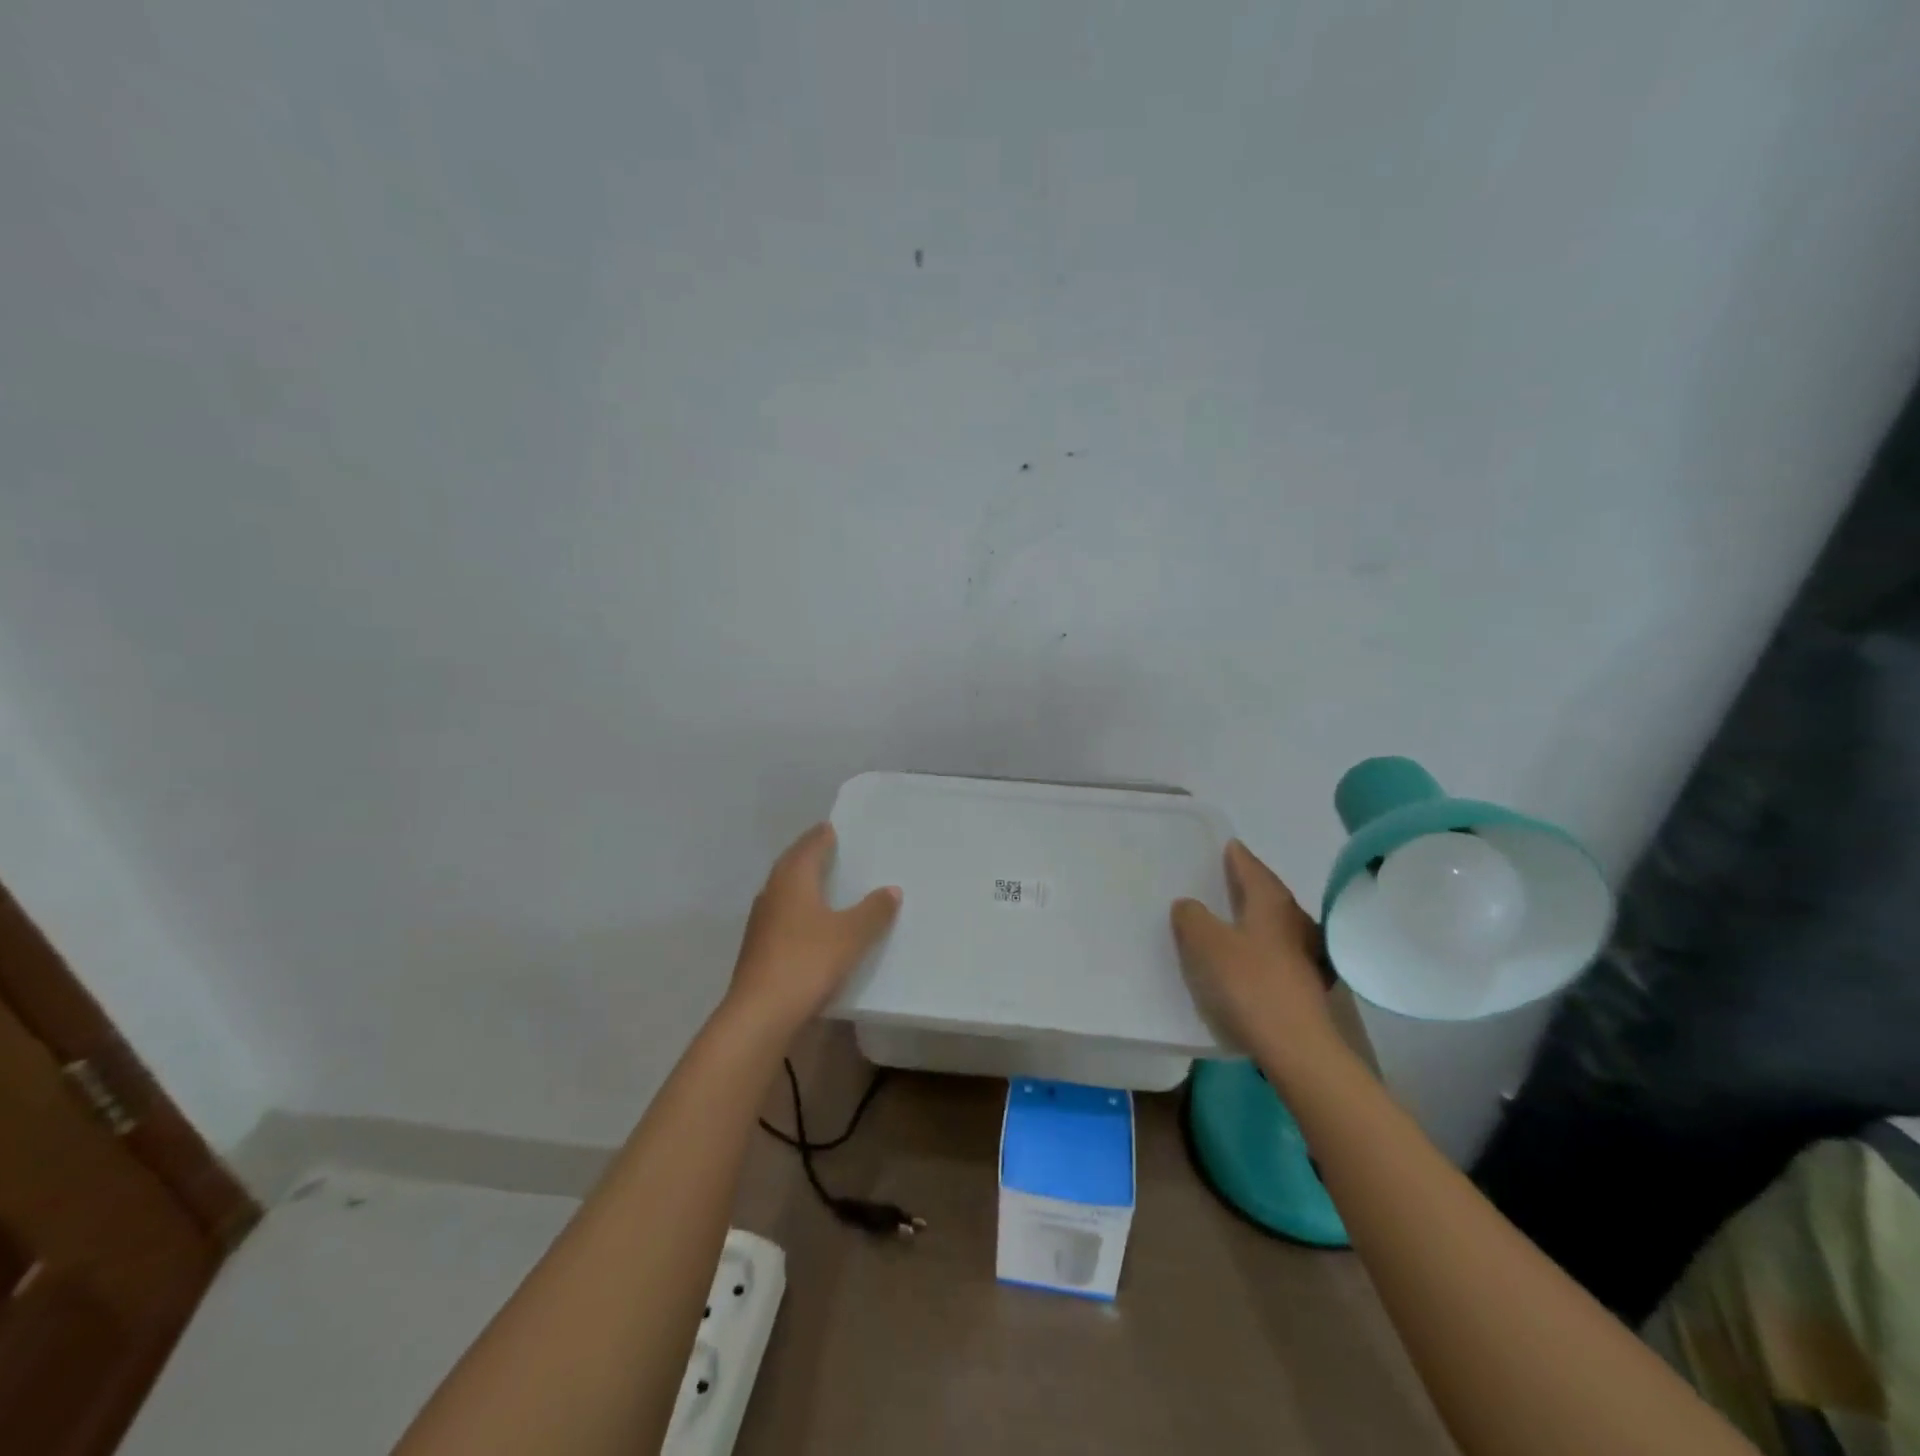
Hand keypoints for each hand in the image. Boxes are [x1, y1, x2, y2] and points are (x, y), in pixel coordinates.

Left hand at [726, 823, 901, 1035]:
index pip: (809, 846)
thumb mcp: (851, 935)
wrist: (760, 1013)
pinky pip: (782, 914)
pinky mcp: (758, 947)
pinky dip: (797, 908)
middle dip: (809, 854)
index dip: (822, 836)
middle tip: (830, 848)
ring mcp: (761, 921)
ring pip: (784, 890)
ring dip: (801, 882)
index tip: (833, 828)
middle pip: (792, 864)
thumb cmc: (807, 961)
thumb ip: (873, 911)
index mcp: (793, 879)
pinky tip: (810, 922)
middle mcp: (773, 892)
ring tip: (823, 881)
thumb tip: (891, 890)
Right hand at [1171, 841, 1342, 1074]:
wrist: (1297, 1047)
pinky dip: (1261, 945)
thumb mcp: (1206, 945)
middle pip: (1267, 893)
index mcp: (1271, 902)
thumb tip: (1189, 904)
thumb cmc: (1249, 984)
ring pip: (1275, 923)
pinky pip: (1277, 950)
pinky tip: (1248, 958)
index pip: (1251, 867)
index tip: (1227, 845)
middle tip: (1223, 879)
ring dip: (1254, 917)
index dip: (1236, 856)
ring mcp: (1307, 952)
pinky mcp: (1307, 983)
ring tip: (1230, 919)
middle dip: (1246, 885)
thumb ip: (1192, 918)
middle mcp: (1295, 919)